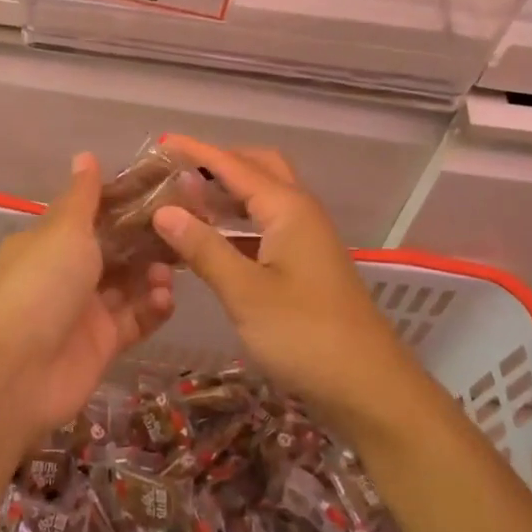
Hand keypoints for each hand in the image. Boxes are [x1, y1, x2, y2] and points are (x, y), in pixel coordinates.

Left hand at [0, 153, 173, 440]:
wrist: (17, 372)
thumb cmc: (41, 284)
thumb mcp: (63, 230)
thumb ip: (83, 197)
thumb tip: (85, 155)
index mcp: (50, 242)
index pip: (93, 215)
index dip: (126, 204)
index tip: (164, 192)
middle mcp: (66, 273)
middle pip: (115, 251)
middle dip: (147, 241)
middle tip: (183, 229)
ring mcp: (84, 311)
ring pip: (128, 286)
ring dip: (151, 275)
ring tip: (168, 270)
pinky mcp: (102, 345)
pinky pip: (134, 321)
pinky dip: (152, 309)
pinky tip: (165, 298)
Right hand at [149, 137, 429, 436]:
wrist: (370, 387)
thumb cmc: (306, 335)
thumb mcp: (246, 292)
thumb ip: (203, 248)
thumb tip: (163, 211)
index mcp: (288, 208)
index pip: (234, 165)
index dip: (196, 152)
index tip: (160, 143)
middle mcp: (300, 212)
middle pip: (258, 168)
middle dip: (218, 163)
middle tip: (177, 173)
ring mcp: (306, 238)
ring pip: (263, 198)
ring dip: (227, 193)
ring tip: (185, 200)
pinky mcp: (306, 264)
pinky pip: (266, 225)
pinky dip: (237, 223)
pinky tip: (211, 241)